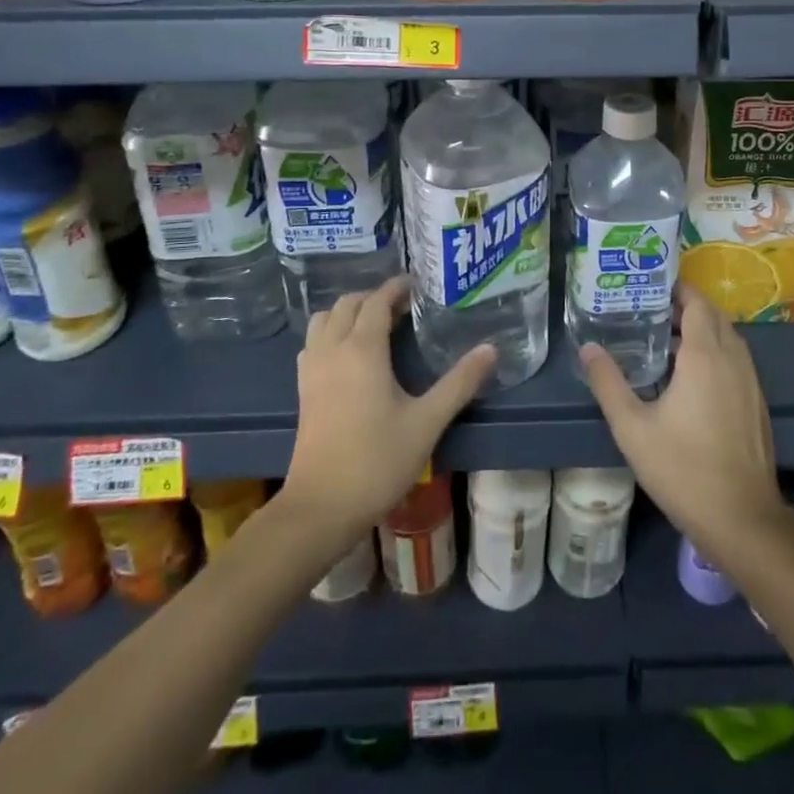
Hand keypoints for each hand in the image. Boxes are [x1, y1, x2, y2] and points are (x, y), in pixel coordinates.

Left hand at [281, 277, 495, 549]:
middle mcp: (332, 349)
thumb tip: (491, 349)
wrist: (321, 507)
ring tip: (375, 325)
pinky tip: (348, 354)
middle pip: (347, 304)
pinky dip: (330, 332)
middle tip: (402, 306)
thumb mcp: (427, 422)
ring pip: (324, 320)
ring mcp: (312, 369)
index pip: (376, 301)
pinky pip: (313, 342)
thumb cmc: (377, 461)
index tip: (417, 286)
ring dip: (347, 312)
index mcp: (363, 349)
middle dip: (373, 297)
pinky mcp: (302, 389)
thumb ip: (460, 383)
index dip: (396, 288)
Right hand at [580, 285, 787, 566]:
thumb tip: (588, 348)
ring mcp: (750, 382)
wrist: (742, 520)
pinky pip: (736, 360)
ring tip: (667, 337)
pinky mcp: (757, 404)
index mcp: (705, 356)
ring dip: (703, 329)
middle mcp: (732, 359)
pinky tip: (691, 375)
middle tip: (651, 309)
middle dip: (687, 306)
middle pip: (714, 316)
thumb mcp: (632, 427)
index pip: (697, 304)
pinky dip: (716, 351)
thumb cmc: (683, 469)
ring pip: (728, 338)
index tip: (651, 285)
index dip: (678, 289)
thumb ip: (608, 383)